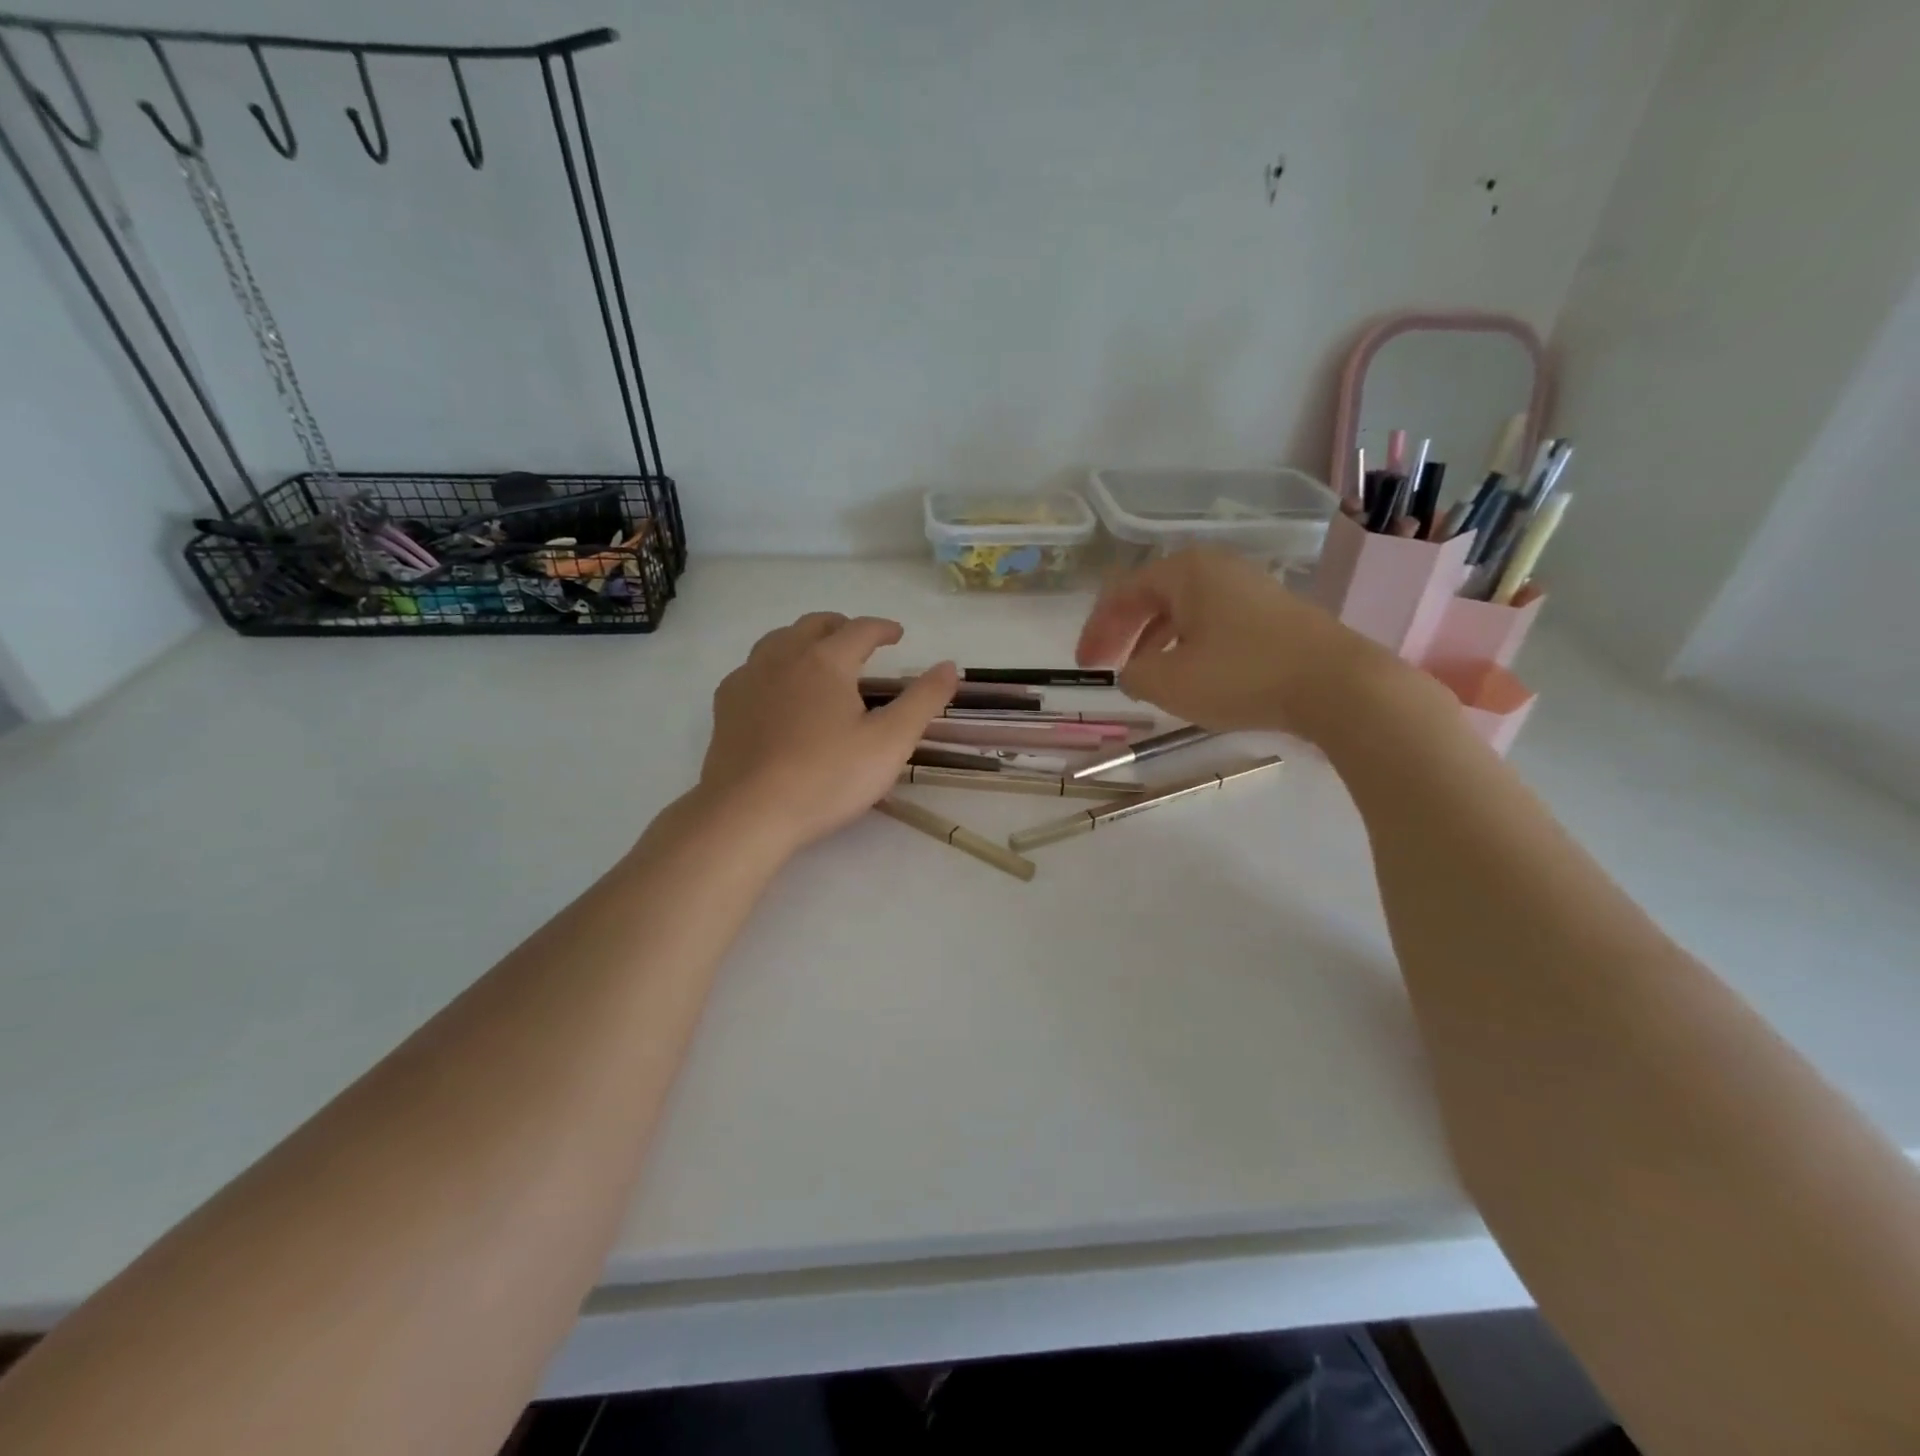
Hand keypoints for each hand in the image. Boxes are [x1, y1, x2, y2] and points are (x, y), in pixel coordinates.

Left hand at [699, 613, 956, 853]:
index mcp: (825, 661)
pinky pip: (752, 667)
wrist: (749, 813)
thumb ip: (922, 701)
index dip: (883, 628)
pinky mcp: (726, 705)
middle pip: (814, 625)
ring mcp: (748, 679)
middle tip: (860, 641)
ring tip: (819, 657)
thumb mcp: (890, 742)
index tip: (898, 634)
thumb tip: (949, 666)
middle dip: (842, 626)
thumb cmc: (827, 777)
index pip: (860, 629)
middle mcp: (783, 658)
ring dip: (804, 639)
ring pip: (777, 640)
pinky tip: (778, 689)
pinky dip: (774, 664)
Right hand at [1075, 547, 1407, 739]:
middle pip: (1154, 596)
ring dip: (1156, 640)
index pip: (1123, 593)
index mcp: (1185, 572)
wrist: (1338, 685)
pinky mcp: (1275, 613)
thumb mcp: (1169, 682)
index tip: (1084, 665)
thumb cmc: (1243, 676)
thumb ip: (1133, 674)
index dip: (1097, 629)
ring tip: (1145, 674)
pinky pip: (1215, 622)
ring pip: (1185, 611)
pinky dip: (1190, 645)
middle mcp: (1217, 569)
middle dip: (1124, 632)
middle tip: (1106, 665)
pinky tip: (1192, 674)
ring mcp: (1251, 588)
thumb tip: (1132, 671)